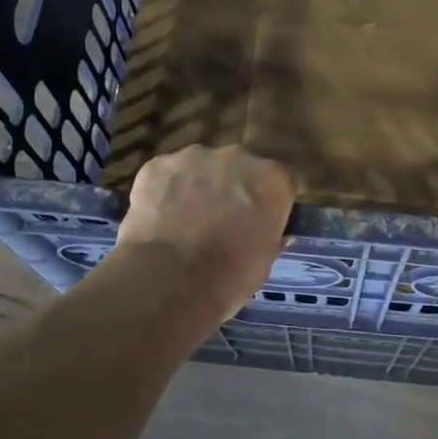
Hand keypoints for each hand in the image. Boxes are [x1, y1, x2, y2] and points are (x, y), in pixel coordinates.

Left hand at [115, 145, 296, 321]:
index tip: (262, 220)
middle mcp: (237, 157)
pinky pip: (166, 174)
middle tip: (222, 220)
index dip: (271, 200)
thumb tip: (274, 233)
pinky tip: (159, 218)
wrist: (168, 281)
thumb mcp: (264, 262)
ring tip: (185, 221)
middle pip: (240, 167)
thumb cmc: (229, 277)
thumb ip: (271, 236)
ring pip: (201, 167)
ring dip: (198, 186)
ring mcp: (193, 157)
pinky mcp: (156, 165)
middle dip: (234, 188)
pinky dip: (165, 191)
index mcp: (271, 179)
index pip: (281, 180)